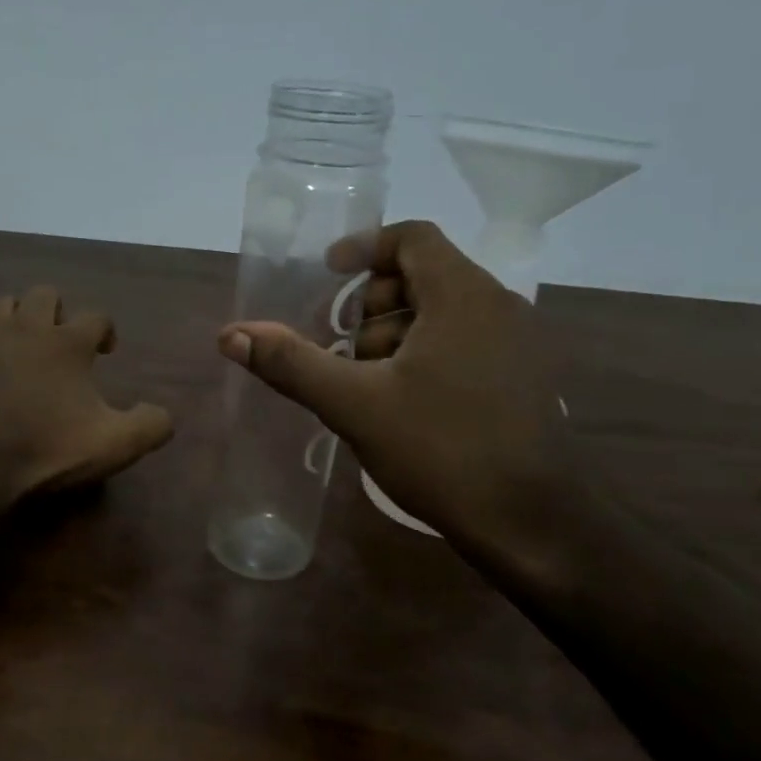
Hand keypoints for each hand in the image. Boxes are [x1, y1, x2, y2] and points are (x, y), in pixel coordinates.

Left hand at [0, 285, 174, 506]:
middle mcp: (25, 327)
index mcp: (67, 343)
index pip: (96, 317)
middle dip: (57, 312)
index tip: (106, 351)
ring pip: (1, 304)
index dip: (106, 330)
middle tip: (61, 343)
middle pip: (44, 294)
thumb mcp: (114, 446)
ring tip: (21, 346)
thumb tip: (163, 413)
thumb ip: (150, 425)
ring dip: (15, 318)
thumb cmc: (46, 452)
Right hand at [217, 220, 575, 556]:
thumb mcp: (354, 405)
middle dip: (372, 303)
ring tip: (365, 382)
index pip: (413, 237)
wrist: (529, 523)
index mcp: (463, 296)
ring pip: (443, 312)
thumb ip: (291, 363)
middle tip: (341, 346)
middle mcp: (499, 306)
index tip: (326, 276)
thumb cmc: (441, 450)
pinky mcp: (522, 379)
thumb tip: (231, 334)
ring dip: (395, 332)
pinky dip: (424, 353)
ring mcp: (518, 344)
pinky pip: (464, 341)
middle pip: (424, 274)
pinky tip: (401, 402)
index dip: (363, 248)